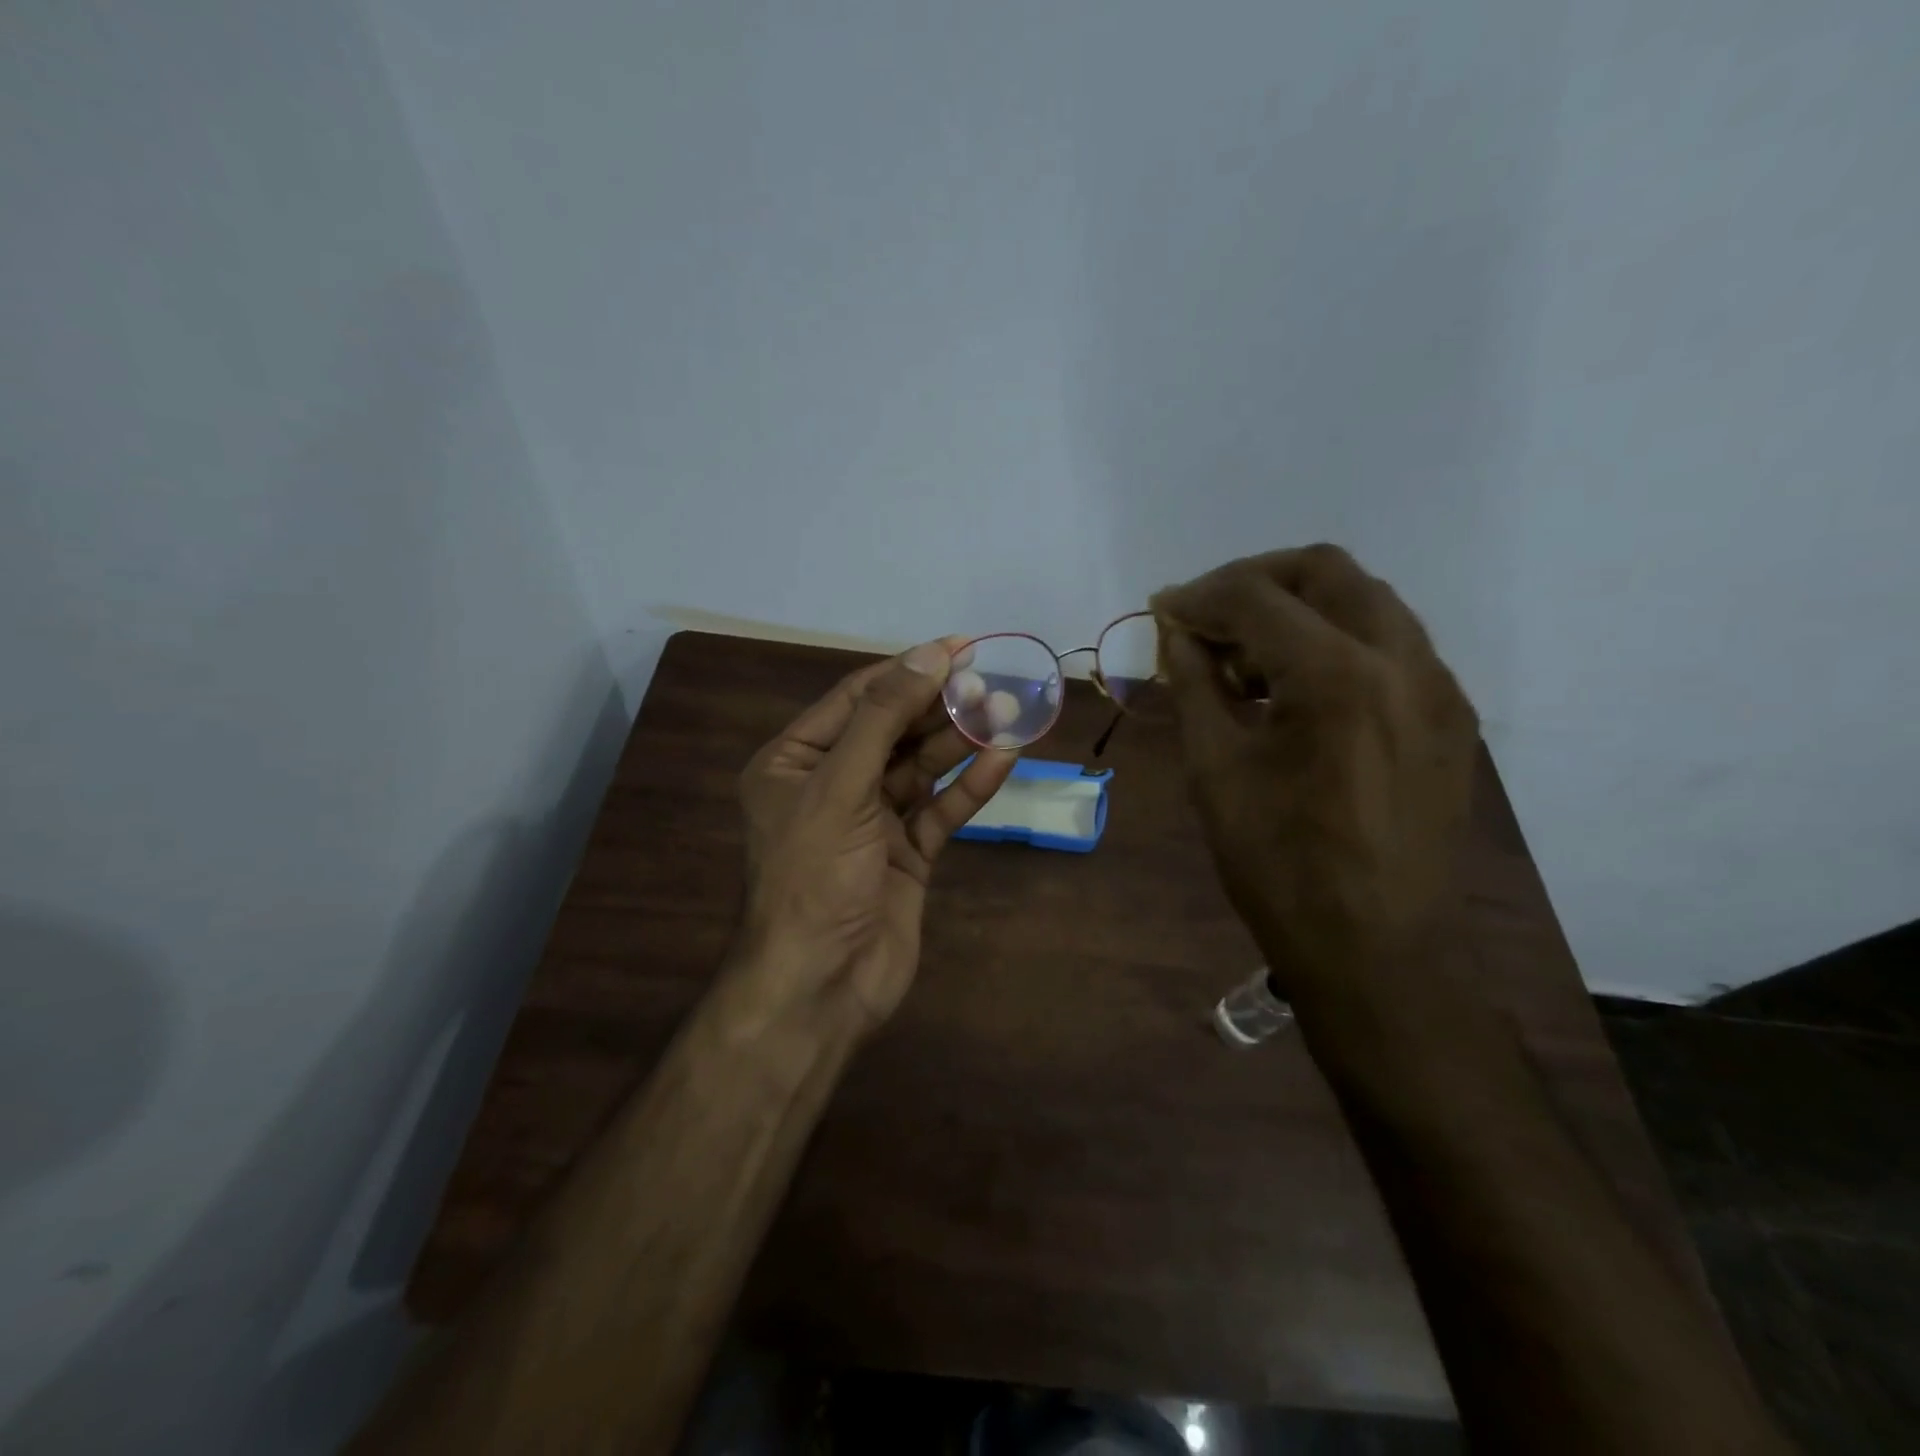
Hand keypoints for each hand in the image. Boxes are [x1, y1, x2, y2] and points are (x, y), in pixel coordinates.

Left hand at [736, 638, 1019, 1034]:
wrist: (821, 986)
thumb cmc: (814, 877)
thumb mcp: (839, 788)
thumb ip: (882, 720)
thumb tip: (926, 657)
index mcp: (794, 762)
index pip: (857, 700)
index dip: (907, 671)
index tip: (959, 648)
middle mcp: (831, 785)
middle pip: (894, 731)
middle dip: (940, 707)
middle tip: (992, 683)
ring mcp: (871, 822)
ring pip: (921, 768)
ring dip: (961, 742)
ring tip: (1007, 713)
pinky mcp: (905, 854)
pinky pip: (940, 809)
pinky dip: (969, 786)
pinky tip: (1003, 758)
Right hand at [1150, 545, 1478, 994]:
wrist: (1376, 947)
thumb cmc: (1278, 865)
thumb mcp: (1215, 769)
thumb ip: (1194, 684)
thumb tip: (1175, 632)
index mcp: (1336, 676)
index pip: (1256, 597)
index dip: (1199, 596)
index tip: (1161, 610)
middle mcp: (1402, 660)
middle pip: (1325, 569)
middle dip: (1254, 581)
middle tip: (1206, 617)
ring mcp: (1437, 686)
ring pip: (1365, 599)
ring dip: (1298, 607)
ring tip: (1248, 657)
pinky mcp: (1449, 715)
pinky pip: (1391, 643)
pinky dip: (1335, 640)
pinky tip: (1298, 688)